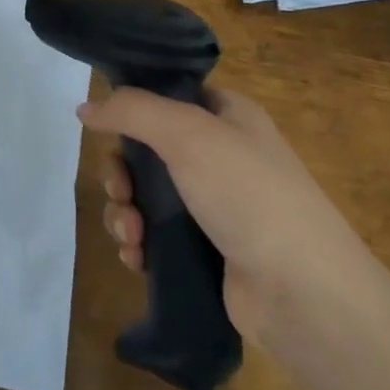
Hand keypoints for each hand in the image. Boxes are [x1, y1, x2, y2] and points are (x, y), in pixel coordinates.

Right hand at [82, 87, 373, 338]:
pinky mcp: (207, 252)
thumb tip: (84, 107)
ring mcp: (216, 207)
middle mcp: (222, 156)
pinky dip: (139, 244)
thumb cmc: (248, 193)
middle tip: (119, 191)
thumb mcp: (187, 133)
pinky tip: (136, 258)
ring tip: (130, 235)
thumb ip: (131, 110)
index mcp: (228, 116)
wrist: (304, 294)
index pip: (170, 95)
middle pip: (148, 150)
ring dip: (125, 213)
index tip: (106, 124)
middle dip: (122, 173)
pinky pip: (157, 237)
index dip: (135, 107)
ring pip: (147, 197)